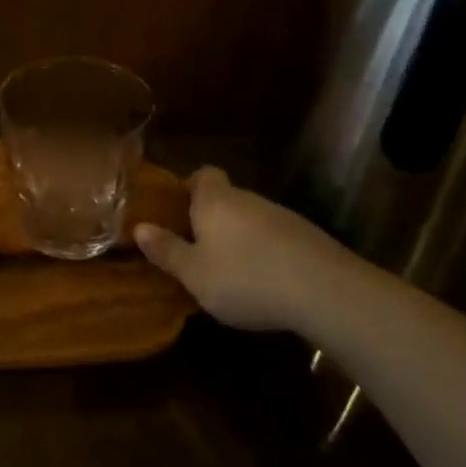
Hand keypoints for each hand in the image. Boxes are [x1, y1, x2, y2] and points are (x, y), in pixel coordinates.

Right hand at [135, 167, 363, 332]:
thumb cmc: (245, 278)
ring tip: (230, 273)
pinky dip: (267, 255)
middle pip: (227, 199)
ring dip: (240, 239)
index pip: (203, 174)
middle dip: (212, 220)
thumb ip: (167, 251)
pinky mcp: (309, 239)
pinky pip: (276, 239)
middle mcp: (248, 199)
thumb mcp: (194, 273)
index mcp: (215, 201)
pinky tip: (265, 284)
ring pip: (252, 220)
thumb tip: (139, 228)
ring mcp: (283, 217)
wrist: (325, 291)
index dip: (190, 187)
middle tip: (198, 250)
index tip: (179, 211)